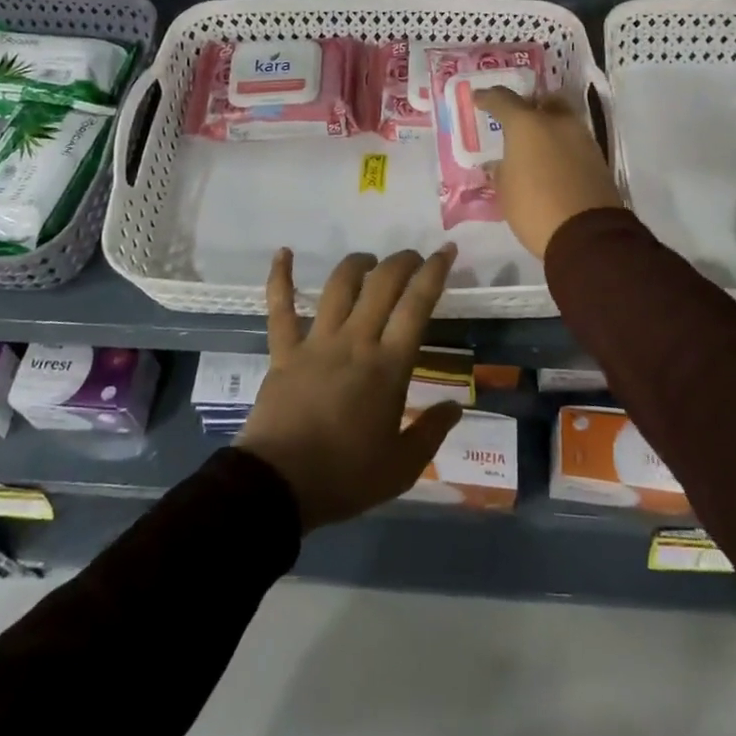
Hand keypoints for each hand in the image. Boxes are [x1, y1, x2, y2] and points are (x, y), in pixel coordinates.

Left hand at [237, 247, 464, 532]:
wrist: (279, 485)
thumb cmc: (345, 477)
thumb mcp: (401, 467)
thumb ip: (431, 433)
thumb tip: (456, 407)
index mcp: (388, 367)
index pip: (416, 306)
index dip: (434, 273)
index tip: (445, 251)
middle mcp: (355, 342)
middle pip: (381, 285)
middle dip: (401, 262)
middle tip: (412, 258)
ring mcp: (316, 342)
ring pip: (338, 286)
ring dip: (357, 265)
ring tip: (369, 261)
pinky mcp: (284, 350)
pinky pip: (280, 307)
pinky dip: (280, 277)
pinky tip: (283, 253)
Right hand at [475, 87, 623, 259]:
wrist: (587, 235)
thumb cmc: (535, 207)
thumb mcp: (505, 190)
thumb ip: (501, 170)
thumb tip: (502, 164)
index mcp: (527, 124)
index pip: (503, 100)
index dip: (488, 98)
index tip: (479, 99)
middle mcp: (557, 123)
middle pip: (543, 102)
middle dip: (530, 107)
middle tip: (516, 122)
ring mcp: (582, 138)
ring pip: (563, 121)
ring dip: (549, 129)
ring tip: (535, 149)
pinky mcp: (598, 159)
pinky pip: (574, 143)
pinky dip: (562, 147)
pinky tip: (552, 165)